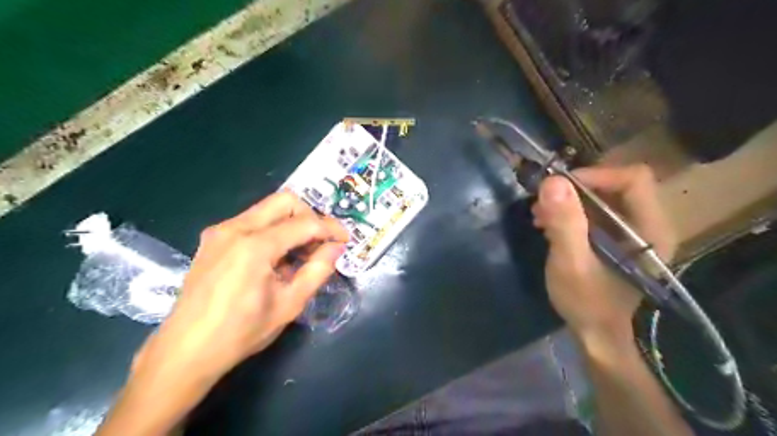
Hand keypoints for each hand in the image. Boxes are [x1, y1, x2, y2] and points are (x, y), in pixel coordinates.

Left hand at [133, 190, 348, 380]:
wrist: (185, 351)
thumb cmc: (241, 332)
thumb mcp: (289, 304)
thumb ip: (318, 270)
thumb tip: (336, 247)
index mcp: (255, 246)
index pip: (305, 223)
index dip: (330, 229)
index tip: (345, 240)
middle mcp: (235, 228)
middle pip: (285, 201)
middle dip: (310, 217)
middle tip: (321, 241)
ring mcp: (220, 231)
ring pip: (268, 209)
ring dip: (292, 223)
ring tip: (301, 253)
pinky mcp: (213, 239)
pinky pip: (252, 222)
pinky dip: (273, 231)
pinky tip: (277, 257)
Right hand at [534, 166, 675, 349]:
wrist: (597, 336)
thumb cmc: (587, 303)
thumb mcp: (571, 263)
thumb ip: (565, 223)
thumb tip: (552, 181)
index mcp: (650, 230)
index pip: (632, 178)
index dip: (595, 175)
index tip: (559, 188)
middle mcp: (648, 225)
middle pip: (615, 184)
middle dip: (575, 190)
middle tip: (542, 203)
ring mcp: (632, 233)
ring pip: (602, 198)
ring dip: (568, 202)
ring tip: (540, 216)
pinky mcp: (616, 240)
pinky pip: (595, 213)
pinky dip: (569, 213)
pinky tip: (548, 226)